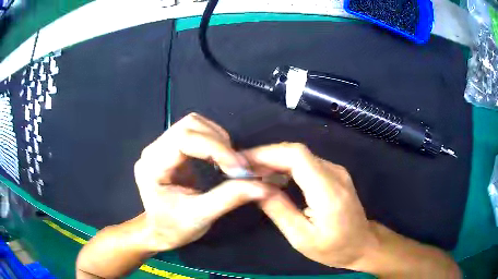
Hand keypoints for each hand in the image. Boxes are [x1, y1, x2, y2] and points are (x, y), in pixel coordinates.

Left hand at [134, 113, 270, 251]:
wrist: (158, 231)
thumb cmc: (173, 228)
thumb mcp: (200, 217)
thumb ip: (229, 198)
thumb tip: (261, 186)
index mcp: (153, 166)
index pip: (183, 139)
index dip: (215, 148)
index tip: (238, 168)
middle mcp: (154, 149)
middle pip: (189, 125)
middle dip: (218, 142)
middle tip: (237, 166)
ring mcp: (161, 146)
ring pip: (193, 124)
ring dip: (217, 138)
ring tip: (230, 162)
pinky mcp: (171, 148)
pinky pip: (195, 132)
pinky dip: (213, 141)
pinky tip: (221, 158)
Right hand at [243, 143, 376, 268]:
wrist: (363, 244)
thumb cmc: (334, 248)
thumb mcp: (301, 238)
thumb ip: (279, 210)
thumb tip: (256, 188)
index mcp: (328, 191)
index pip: (297, 156)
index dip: (268, 153)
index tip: (244, 162)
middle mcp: (335, 174)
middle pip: (297, 152)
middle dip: (267, 156)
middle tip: (243, 169)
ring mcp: (337, 172)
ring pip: (301, 155)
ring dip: (275, 161)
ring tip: (254, 174)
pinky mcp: (335, 174)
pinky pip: (307, 163)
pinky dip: (286, 166)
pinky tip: (274, 178)